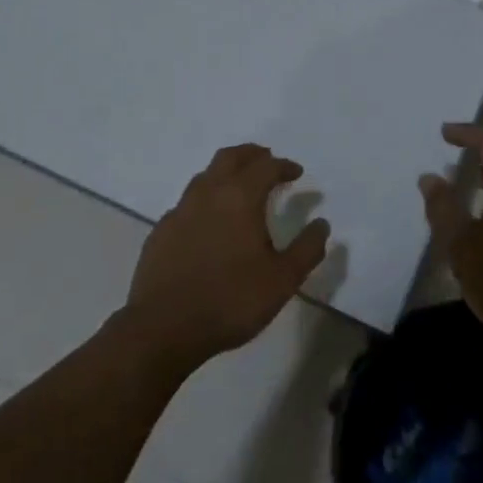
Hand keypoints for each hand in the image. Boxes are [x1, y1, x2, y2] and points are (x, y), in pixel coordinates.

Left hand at [122, 144, 330, 376]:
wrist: (163, 328)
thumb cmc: (230, 300)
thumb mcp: (282, 280)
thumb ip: (307, 249)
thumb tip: (322, 224)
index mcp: (240, 197)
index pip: (266, 167)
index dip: (284, 166)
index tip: (296, 173)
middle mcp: (208, 193)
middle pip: (230, 157)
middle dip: (252, 154)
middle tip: (267, 160)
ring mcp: (180, 211)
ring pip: (205, 176)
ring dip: (226, 172)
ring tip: (239, 187)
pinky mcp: (160, 231)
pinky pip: (187, 202)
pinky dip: (204, 199)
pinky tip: (208, 221)